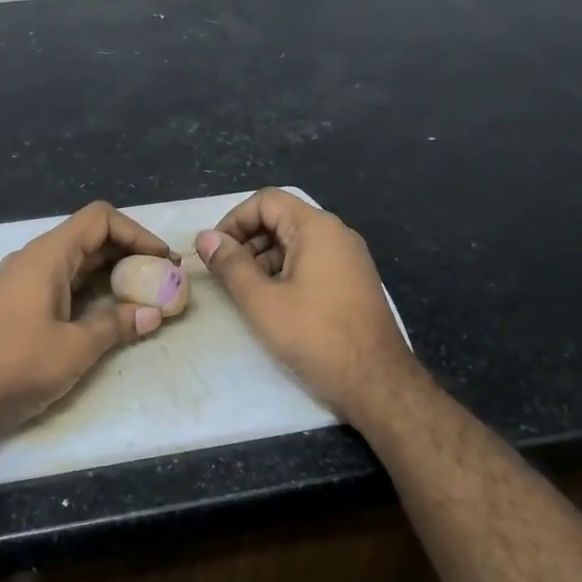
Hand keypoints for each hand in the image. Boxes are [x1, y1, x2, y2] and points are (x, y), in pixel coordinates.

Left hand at [0, 201, 171, 437]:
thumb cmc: (19, 366)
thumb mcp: (76, 347)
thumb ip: (117, 324)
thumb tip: (153, 313)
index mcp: (46, 256)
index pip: (99, 219)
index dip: (136, 232)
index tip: (162, 260)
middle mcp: (32, 259)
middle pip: (88, 238)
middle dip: (128, 253)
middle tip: (161, 279)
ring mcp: (21, 281)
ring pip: (75, 262)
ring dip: (111, 272)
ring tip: (143, 295)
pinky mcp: (17, 304)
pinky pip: (61, 282)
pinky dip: (90, 289)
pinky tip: (109, 311)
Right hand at [197, 189, 418, 420]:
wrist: (375, 381)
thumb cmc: (315, 336)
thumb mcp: (262, 301)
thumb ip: (231, 265)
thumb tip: (205, 237)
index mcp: (317, 228)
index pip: (266, 201)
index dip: (234, 220)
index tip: (214, 251)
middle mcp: (336, 234)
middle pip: (281, 218)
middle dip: (247, 240)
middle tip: (224, 274)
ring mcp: (348, 257)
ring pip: (295, 242)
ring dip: (263, 258)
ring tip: (244, 292)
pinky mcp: (352, 280)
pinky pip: (311, 261)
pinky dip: (285, 272)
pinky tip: (272, 302)